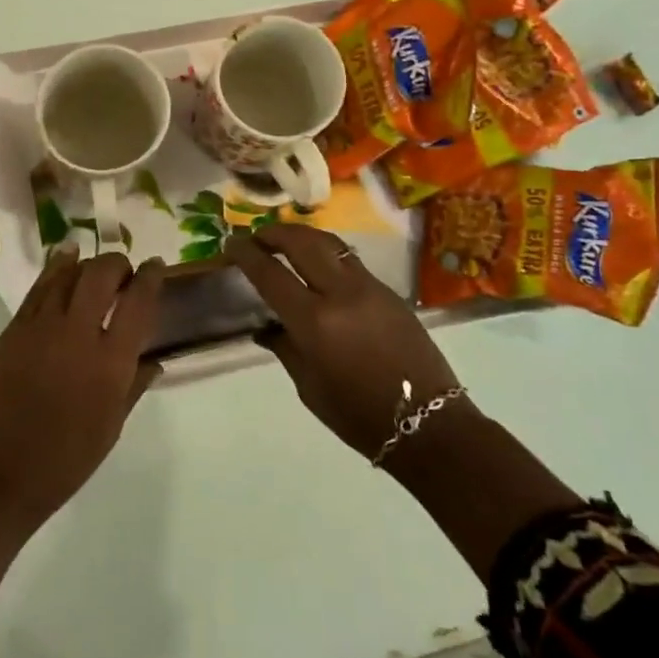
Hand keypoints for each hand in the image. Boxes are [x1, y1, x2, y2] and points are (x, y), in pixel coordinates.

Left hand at [0, 245, 164, 524]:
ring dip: (85, 263)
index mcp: (111, 361)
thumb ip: (134, 385)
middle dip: (117, 263)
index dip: (150, 276)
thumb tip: (154, 360)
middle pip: (101, 274)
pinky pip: (38, 289)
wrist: (2, 473)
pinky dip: (55, 270)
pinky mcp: (14, 330)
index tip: (156, 265)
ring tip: (92, 265)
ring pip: (67, 274)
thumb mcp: (112, 426)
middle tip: (122, 271)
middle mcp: (78, 333)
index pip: (138, 301)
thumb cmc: (66, 459)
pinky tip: (63, 261)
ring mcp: (41, 327)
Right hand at [224, 224, 463, 461]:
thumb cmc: (357, 415)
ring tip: (285, 241)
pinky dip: (326, 254)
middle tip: (257, 237)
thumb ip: (285, 347)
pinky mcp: (390, 292)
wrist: (428, 424)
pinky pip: (350, 261)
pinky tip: (318, 267)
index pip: (270, 273)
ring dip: (302, 236)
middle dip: (274, 233)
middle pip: (301, 242)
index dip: (246, 254)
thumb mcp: (308, 386)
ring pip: (330, 244)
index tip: (231, 243)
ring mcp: (369, 288)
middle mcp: (341, 294)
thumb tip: (266, 326)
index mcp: (314, 322)